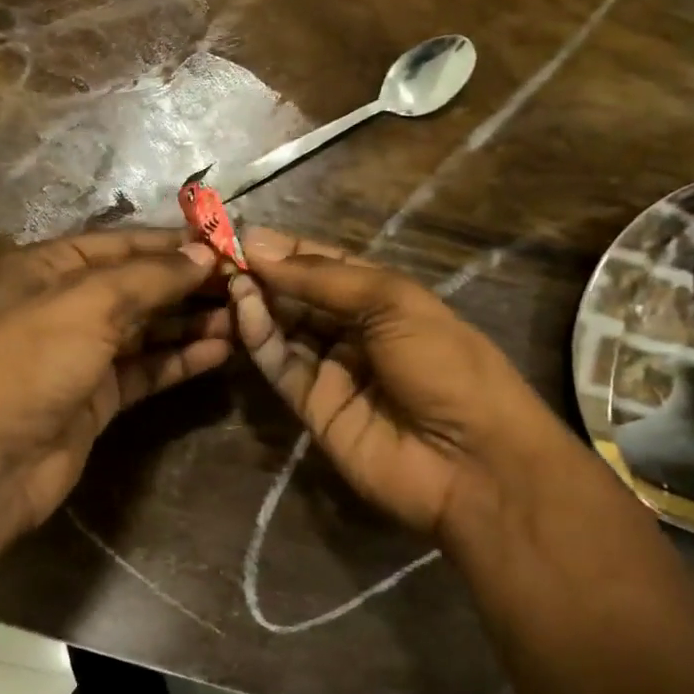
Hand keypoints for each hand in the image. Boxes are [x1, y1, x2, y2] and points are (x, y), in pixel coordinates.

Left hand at [0, 229, 231, 535]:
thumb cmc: (32, 364)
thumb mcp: (89, 305)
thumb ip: (150, 277)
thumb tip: (203, 254)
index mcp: (49, 268)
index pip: (123, 244)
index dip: (174, 244)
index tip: (227, 245)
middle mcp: (67, 304)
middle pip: (140, 286)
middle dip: (189, 285)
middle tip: (244, 284)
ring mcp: (84, 353)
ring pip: (148, 329)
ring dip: (192, 322)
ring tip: (243, 318)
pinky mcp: (101, 395)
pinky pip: (149, 368)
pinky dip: (181, 359)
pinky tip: (220, 351)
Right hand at [228, 228, 575, 544]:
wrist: (471, 461)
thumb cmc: (445, 363)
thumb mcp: (394, 302)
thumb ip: (324, 278)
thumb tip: (261, 247)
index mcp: (385, 299)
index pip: (326, 266)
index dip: (288, 249)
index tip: (243, 233)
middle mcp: (356, 332)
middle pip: (301, 297)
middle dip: (265, 274)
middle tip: (221, 254)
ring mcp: (334, 372)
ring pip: (286, 330)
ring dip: (258, 303)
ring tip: (230, 278)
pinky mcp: (314, 409)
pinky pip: (283, 368)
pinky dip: (262, 339)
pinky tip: (246, 310)